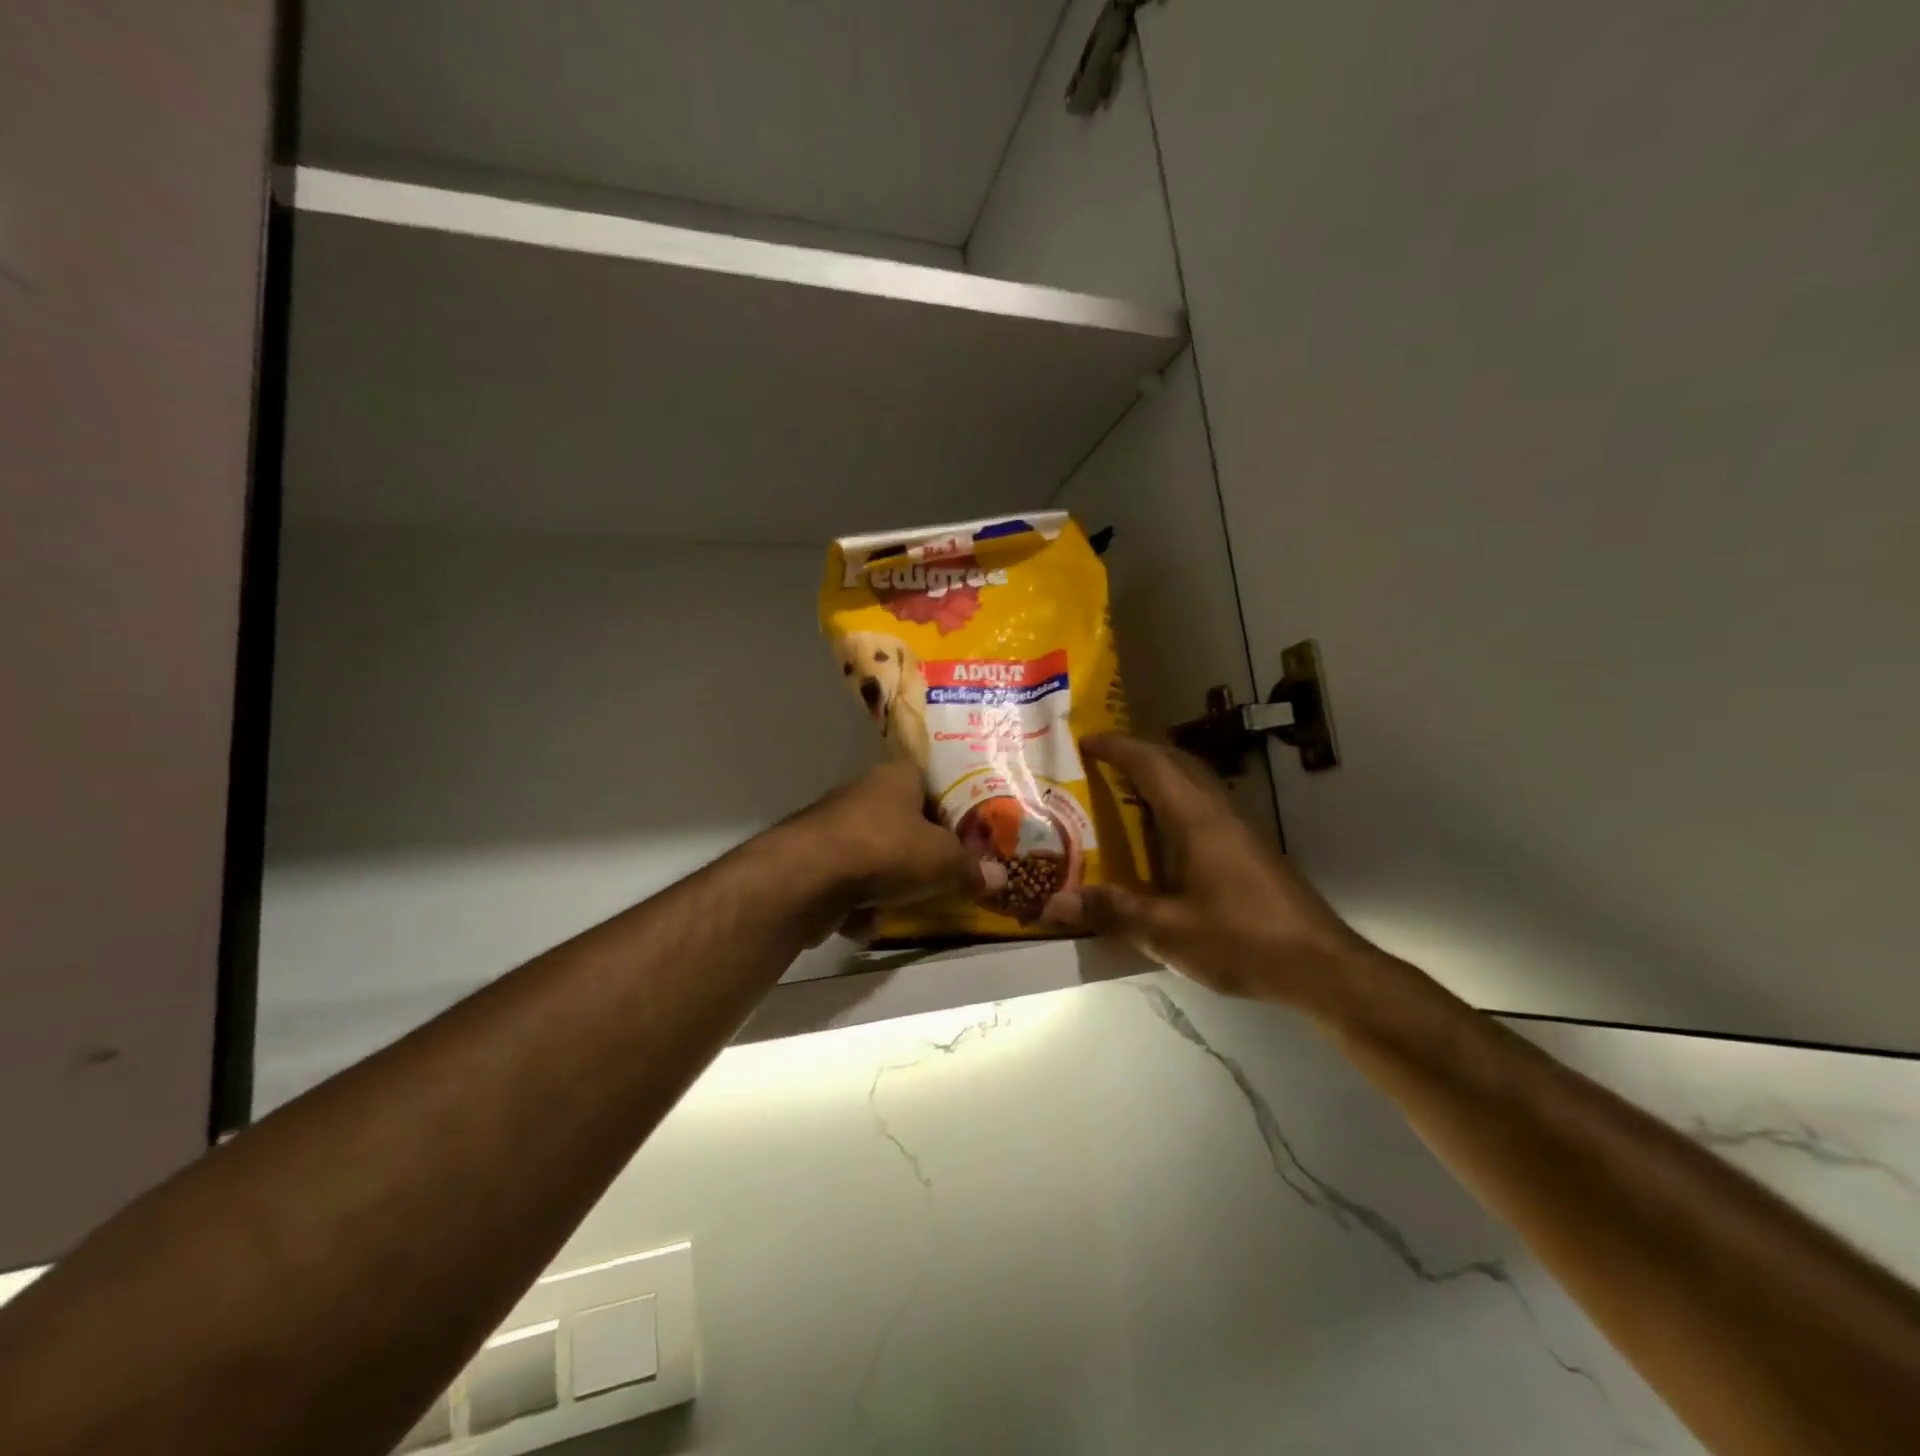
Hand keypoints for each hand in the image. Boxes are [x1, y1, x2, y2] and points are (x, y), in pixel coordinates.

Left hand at [785, 760, 1004, 939]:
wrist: (806, 878)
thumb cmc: (886, 851)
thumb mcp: (944, 862)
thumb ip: (972, 870)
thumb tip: (1002, 878)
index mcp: (897, 777)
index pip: (931, 782)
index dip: (952, 808)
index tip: (968, 837)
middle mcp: (863, 794)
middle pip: (903, 824)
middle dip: (920, 856)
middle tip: (943, 877)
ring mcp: (833, 828)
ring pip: (875, 858)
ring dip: (888, 887)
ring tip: (899, 906)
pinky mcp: (811, 862)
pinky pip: (847, 884)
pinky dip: (857, 905)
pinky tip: (861, 922)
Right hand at [1043, 735, 1368, 1009]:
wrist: (1322, 967)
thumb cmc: (1243, 941)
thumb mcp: (1168, 932)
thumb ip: (1113, 912)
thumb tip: (1055, 901)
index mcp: (1197, 821)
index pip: (1153, 765)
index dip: (1118, 748)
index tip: (1085, 741)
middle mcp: (1220, 815)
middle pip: (1177, 764)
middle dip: (1138, 753)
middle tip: (1101, 762)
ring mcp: (1241, 833)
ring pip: (1195, 786)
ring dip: (1160, 778)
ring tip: (1123, 794)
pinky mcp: (1252, 854)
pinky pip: (1204, 810)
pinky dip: (1175, 806)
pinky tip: (1162, 841)